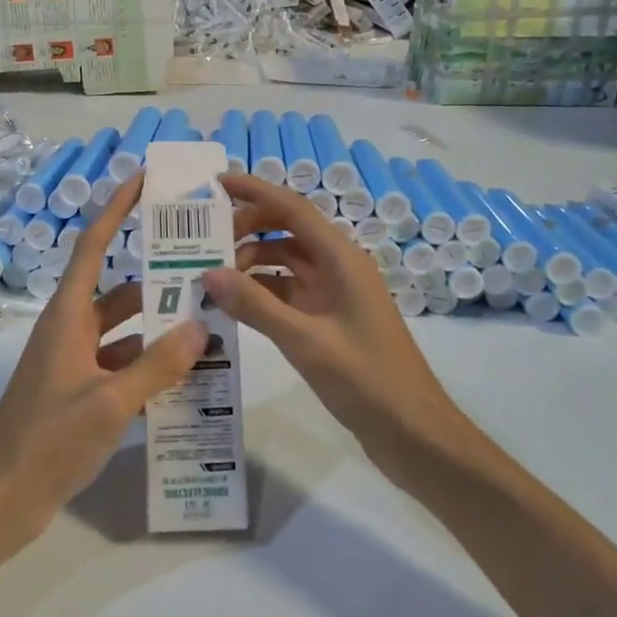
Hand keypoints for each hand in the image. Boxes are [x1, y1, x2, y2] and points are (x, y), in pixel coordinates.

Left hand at [0, 172, 204, 553]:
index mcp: (68, 316)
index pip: (93, 245)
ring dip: (159, 326)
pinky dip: (149, 363)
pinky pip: (122, 364)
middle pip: (118, 289)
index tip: (143, 180)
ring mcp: (74, 362)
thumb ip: (158, 365)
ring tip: (209, 322)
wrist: (0, 501)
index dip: (116, 208)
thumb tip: (201, 326)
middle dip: (158, 277)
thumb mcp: (110, 403)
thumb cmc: (47, 441)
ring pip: (124, 330)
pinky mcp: (79, 392)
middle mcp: (70, 330)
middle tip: (206, 267)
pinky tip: (186, 374)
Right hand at [201, 174, 465, 458]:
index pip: (292, 209)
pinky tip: (231, 306)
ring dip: (250, 263)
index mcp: (341, 259)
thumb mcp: (305, 341)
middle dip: (246, 229)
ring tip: (208, 276)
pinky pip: (287, 294)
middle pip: (286, 231)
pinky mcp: (327, 322)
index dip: (254, 191)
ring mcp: (333, 295)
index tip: (215, 183)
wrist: (414, 434)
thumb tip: (207, 272)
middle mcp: (338, 268)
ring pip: (284, 263)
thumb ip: (255, 305)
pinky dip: (259, 294)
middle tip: (202, 242)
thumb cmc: (367, 380)